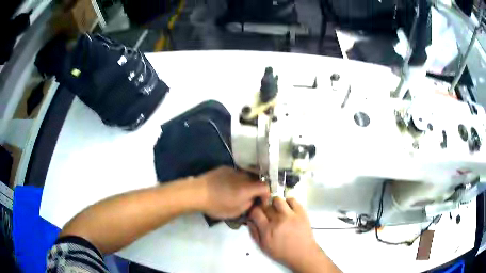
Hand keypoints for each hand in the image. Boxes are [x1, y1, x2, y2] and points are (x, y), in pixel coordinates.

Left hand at [197, 166, 269, 218]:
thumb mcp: (235, 212)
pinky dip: (235, 180)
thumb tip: (251, 200)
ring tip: (236, 193)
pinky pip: (235, 174)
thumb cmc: (216, 205)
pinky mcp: (224, 168)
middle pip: (256, 181)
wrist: (197, 192)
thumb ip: (248, 205)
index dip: (267, 195)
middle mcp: (243, 176)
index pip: (266, 187)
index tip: (261, 202)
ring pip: (245, 177)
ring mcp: (233, 170)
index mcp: (248, 187)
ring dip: (245, 184)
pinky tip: (226, 186)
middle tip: (249, 198)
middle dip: (255, 190)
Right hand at [248, 198, 339, 272]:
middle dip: (263, 209)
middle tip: (266, 214)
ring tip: (276, 210)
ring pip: (277, 200)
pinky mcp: (301, 213)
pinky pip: (292, 200)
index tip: (255, 214)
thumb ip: (254, 233)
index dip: (253, 211)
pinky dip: (288, 202)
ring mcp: (290, 215)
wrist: (303, 254)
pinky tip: (287, 209)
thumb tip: (250, 221)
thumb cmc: (282, 253)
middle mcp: (278, 220)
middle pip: (266, 206)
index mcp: (267, 230)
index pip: (255, 212)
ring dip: (274, 203)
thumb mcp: (264, 247)